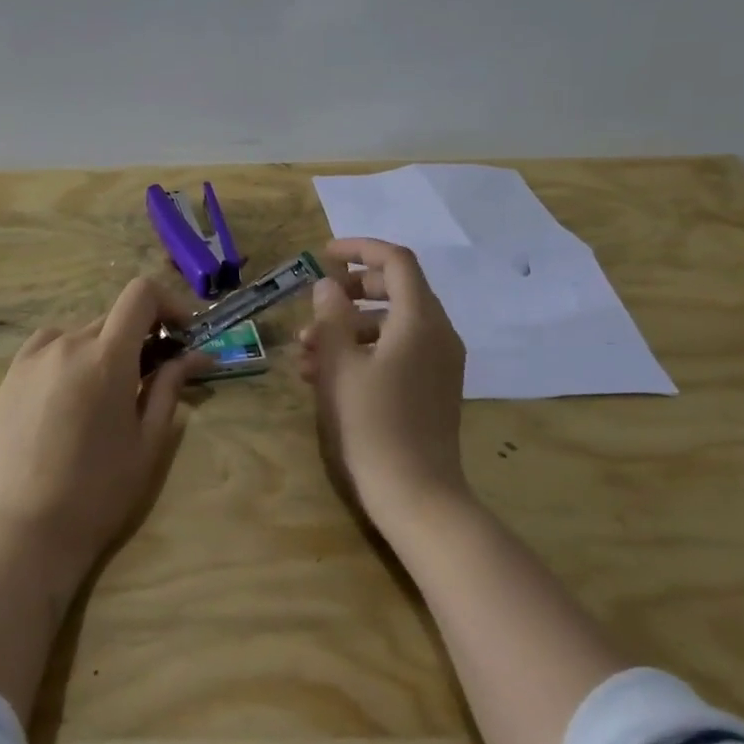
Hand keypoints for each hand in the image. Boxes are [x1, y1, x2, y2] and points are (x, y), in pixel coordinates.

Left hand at [0, 278, 205, 577]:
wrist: (29, 527)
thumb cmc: (100, 489)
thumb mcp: (148, 440)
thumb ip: (170, 387)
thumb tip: (195, 355)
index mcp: (106, 357)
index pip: (141, 295)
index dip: (168, 304)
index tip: (182, 333)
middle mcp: (68, 344)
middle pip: (114, 317)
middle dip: (142, 335)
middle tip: (155, 373)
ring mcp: (34, 357)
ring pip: (82, 333)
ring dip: (105, 348)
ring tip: (109, 391)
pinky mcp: (11, 374)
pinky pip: (49, 346)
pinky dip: (70, 353)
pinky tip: (72, 389)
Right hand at [299, 237, 467, 530]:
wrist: (415, 494)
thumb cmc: (372, 423)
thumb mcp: (340, 365)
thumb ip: (331, 317)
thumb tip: (328, 285)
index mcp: (420, 320)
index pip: (396, 262)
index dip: (360, 249)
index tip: (324, 254)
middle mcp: (437, 334)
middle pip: (396, 290)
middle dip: (350, 293)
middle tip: (315, 305)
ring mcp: (438, 362)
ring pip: (390, 325)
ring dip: (347, 328)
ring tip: (305, 352)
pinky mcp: (431, 387)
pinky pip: (397, 351)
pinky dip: (362, 351)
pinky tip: (324, 375)